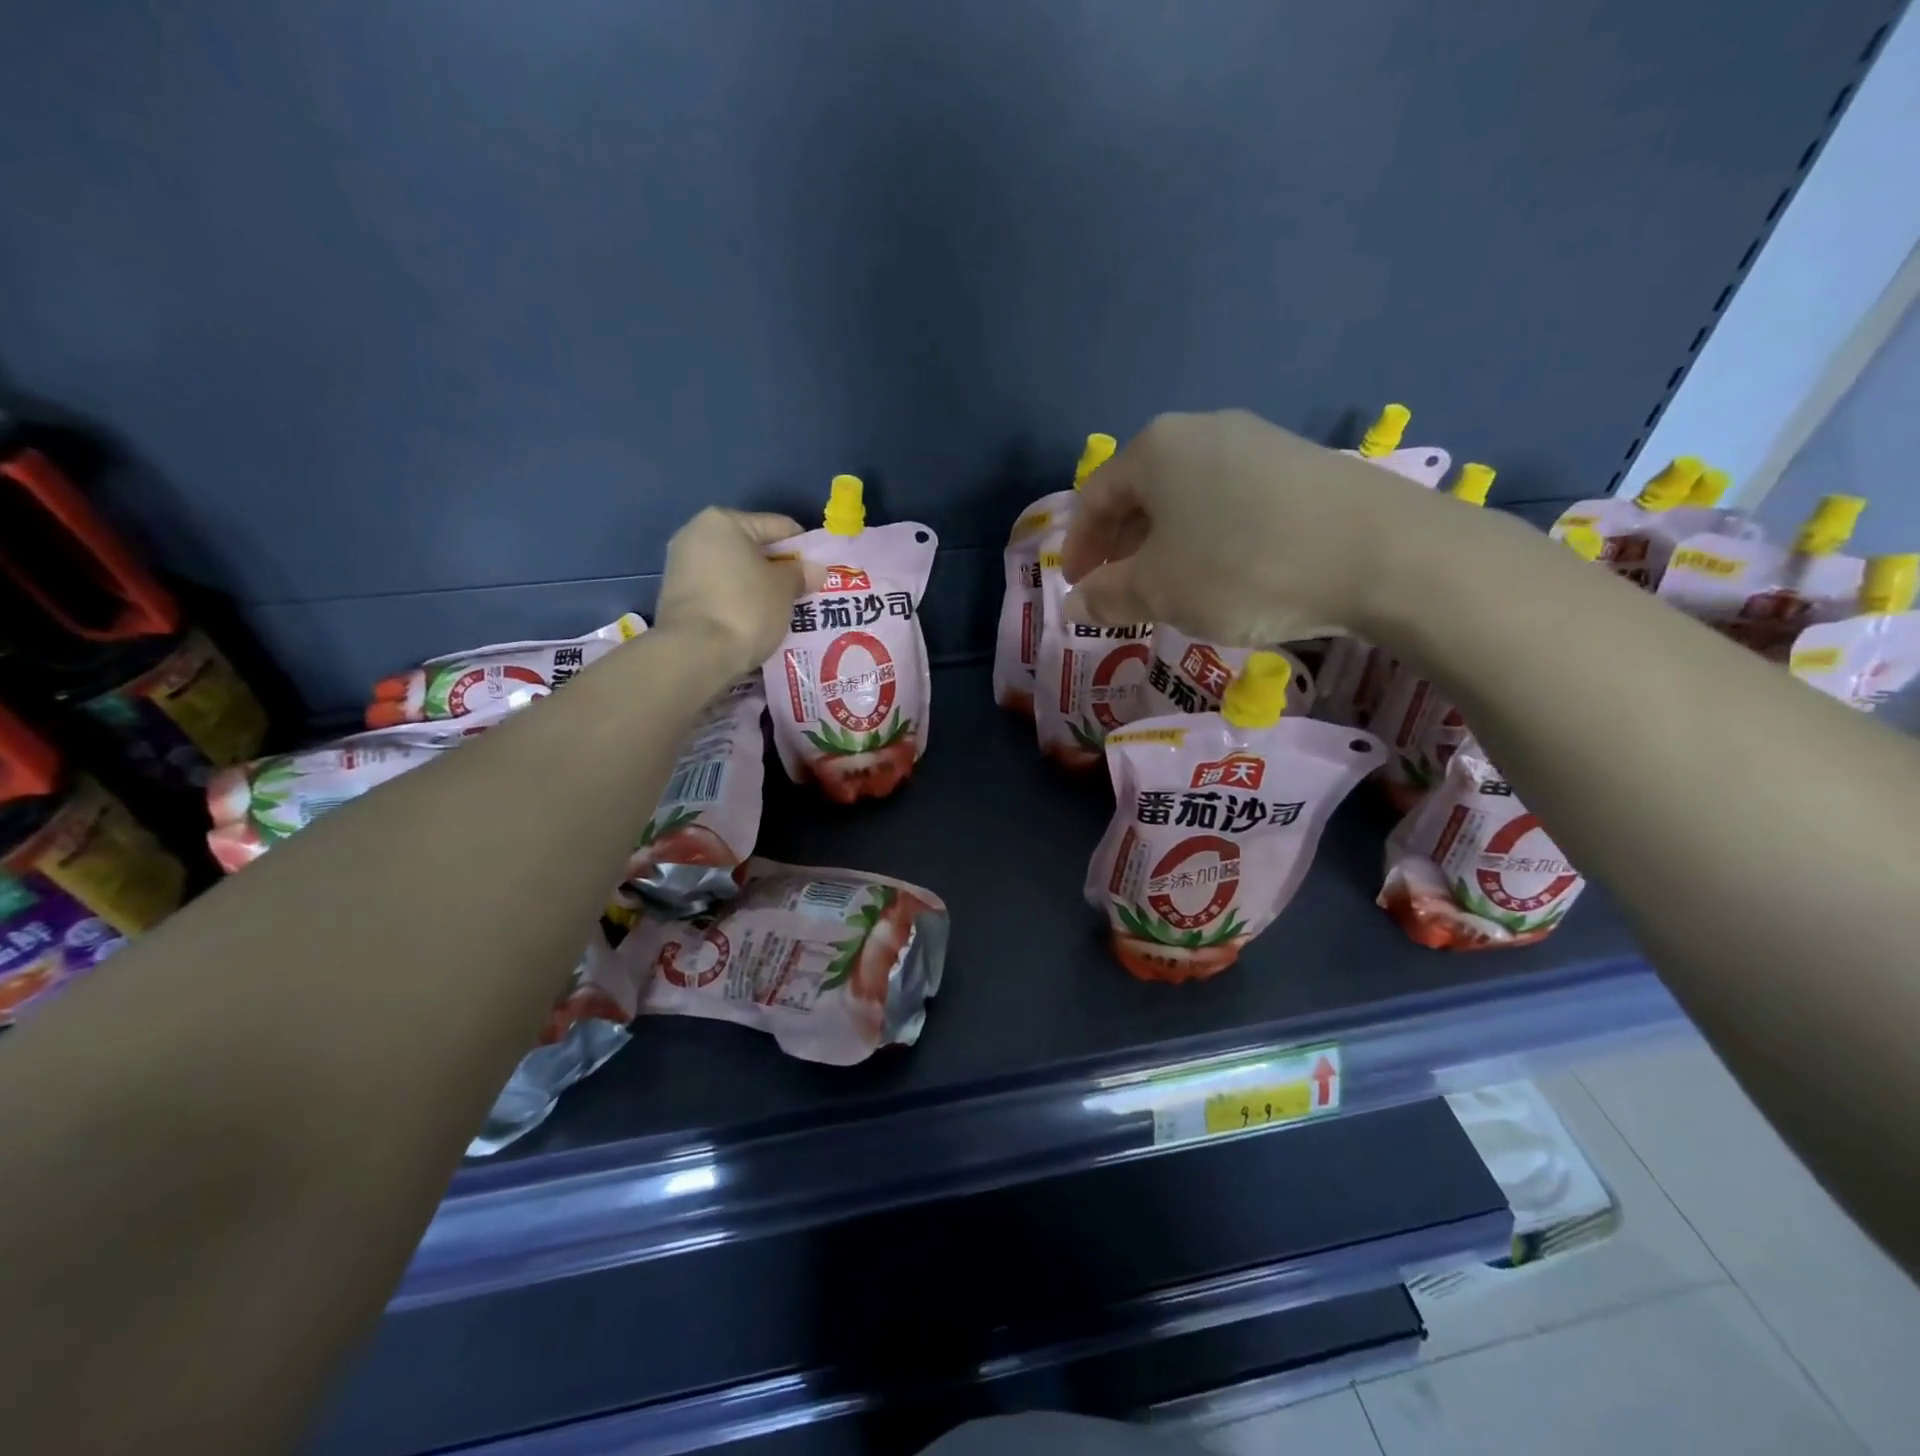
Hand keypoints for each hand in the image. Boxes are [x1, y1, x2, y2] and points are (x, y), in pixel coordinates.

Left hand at [654, 508, 810, 676]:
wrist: (695, 654)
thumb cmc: (746, 608)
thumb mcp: (784, 588)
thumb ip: (801, 574)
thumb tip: (815, 570)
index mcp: (723, 521)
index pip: (778, 526)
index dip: (804, 548)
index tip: (821, 570)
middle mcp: (696, 535)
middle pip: (752, 548)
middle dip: (779, 569)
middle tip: (805, 591)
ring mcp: (682, 567)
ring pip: (736, 572)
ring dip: (760, 587)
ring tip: (784, 610)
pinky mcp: (677, 598)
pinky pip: (720, 592)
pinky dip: (740, 602)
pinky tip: (758, 621)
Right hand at [1060, 410, 1445, 644]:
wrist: (1383, 552)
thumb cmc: (1243, 567)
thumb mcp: (1160, 591)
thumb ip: (1108, 597)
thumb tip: (1075, 604)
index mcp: (1155, 449)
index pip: (1094, 498)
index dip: (1079, 549)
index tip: (1078, 590)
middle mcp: (1201, 430)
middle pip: (1140, 493)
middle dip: (1122, 548)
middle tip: (1120, 594)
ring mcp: (1256, 441)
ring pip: (1186, 498)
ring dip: (1165, 546)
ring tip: (1171, 590)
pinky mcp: (1299, 464)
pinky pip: (1229, 502)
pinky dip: (1209, 539)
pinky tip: (1225, 574)